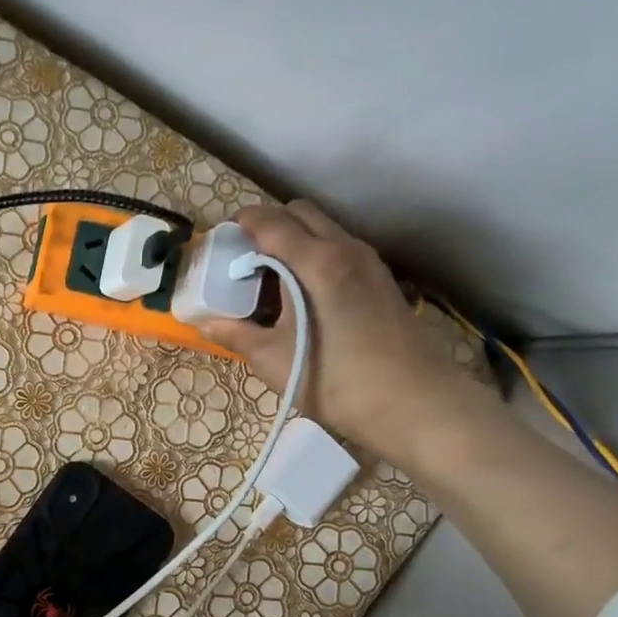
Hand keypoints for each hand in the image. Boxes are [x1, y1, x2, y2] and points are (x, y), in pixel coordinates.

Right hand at [194, 201, 490, 463]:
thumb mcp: (274, 361)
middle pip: (300, 212)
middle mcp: (345, 249)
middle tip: (245, 259)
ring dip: (294, 239)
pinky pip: (340, 248)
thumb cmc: (336, 381)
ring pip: (324, 229)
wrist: (414, 403)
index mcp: (315, 263)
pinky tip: (305, 295)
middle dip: (268, 225)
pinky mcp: (382, 279)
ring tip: (272, 278)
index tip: (222, 241)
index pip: (271, 221)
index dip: (242, 223)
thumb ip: (235, 335)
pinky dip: (315, 255)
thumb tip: (203, 322)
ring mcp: (369, 262)